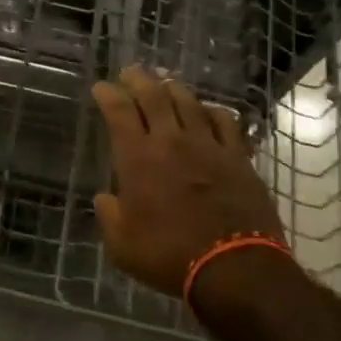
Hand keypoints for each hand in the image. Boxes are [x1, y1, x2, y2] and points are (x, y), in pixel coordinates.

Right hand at [91, 67, 286, 296]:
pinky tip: (208, 111)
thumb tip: (106, 198)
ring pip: (189, 102)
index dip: (108, 94)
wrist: (235, 268)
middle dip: (138, 79)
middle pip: (154, 96)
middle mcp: (171, 141)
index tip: (101, 87)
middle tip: (131, 72)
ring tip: (165, 83)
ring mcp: (208, 146)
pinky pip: (226, 121)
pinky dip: (213, 110)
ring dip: (173, 88)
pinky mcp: (238, 157)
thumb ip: (110, 217)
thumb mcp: (123, 245)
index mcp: (138, 158)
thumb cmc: (169, 257)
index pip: (119, 111)